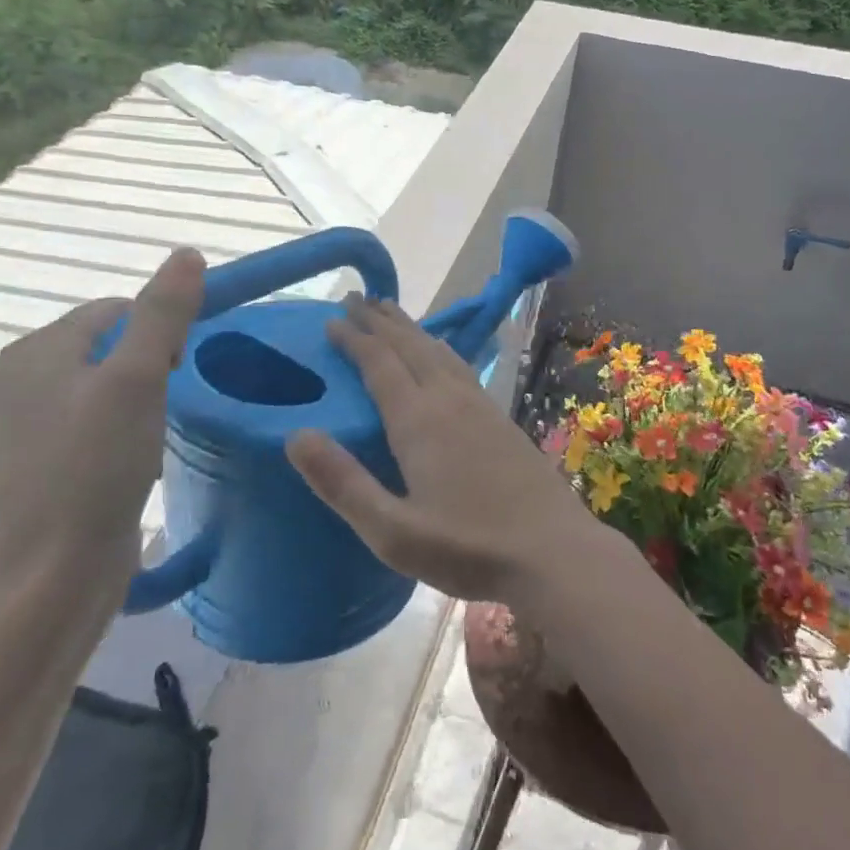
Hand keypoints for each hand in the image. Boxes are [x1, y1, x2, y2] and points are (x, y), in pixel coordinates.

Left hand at [0, 249, 205, 609]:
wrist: (53, 571)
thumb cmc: (96, 465)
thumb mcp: (138, 379)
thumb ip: (164, 313)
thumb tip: (187, 253)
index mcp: (35, 351)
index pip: (115, 310)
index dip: (158, 331)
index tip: (178, 370)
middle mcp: (20, 378)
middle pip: (110, 344)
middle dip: (150, 365)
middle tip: (168, 403)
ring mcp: (26, 423)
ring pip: (105, 384)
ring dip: (140, 398)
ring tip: (153, 434)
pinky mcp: (41, 460)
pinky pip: (93, 419)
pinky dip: (123, 427)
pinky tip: (134, 457)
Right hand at [285, 296, 605, 605]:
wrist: (554, 551)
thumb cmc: (468, 548)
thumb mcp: (393, 532)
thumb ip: (343, 483)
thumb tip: (296, 436)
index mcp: (419, 421)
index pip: (379, 363)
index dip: (354, 339)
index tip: (331, 320)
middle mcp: (449, 400)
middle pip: (410, 346)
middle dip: (380, 320)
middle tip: (356, 298)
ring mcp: (481, 405)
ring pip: (438, 351)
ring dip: (410, 328)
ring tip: (391, 312)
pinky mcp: (501, 417)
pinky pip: (460, 365)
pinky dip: (439, 348)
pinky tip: (441, 354)